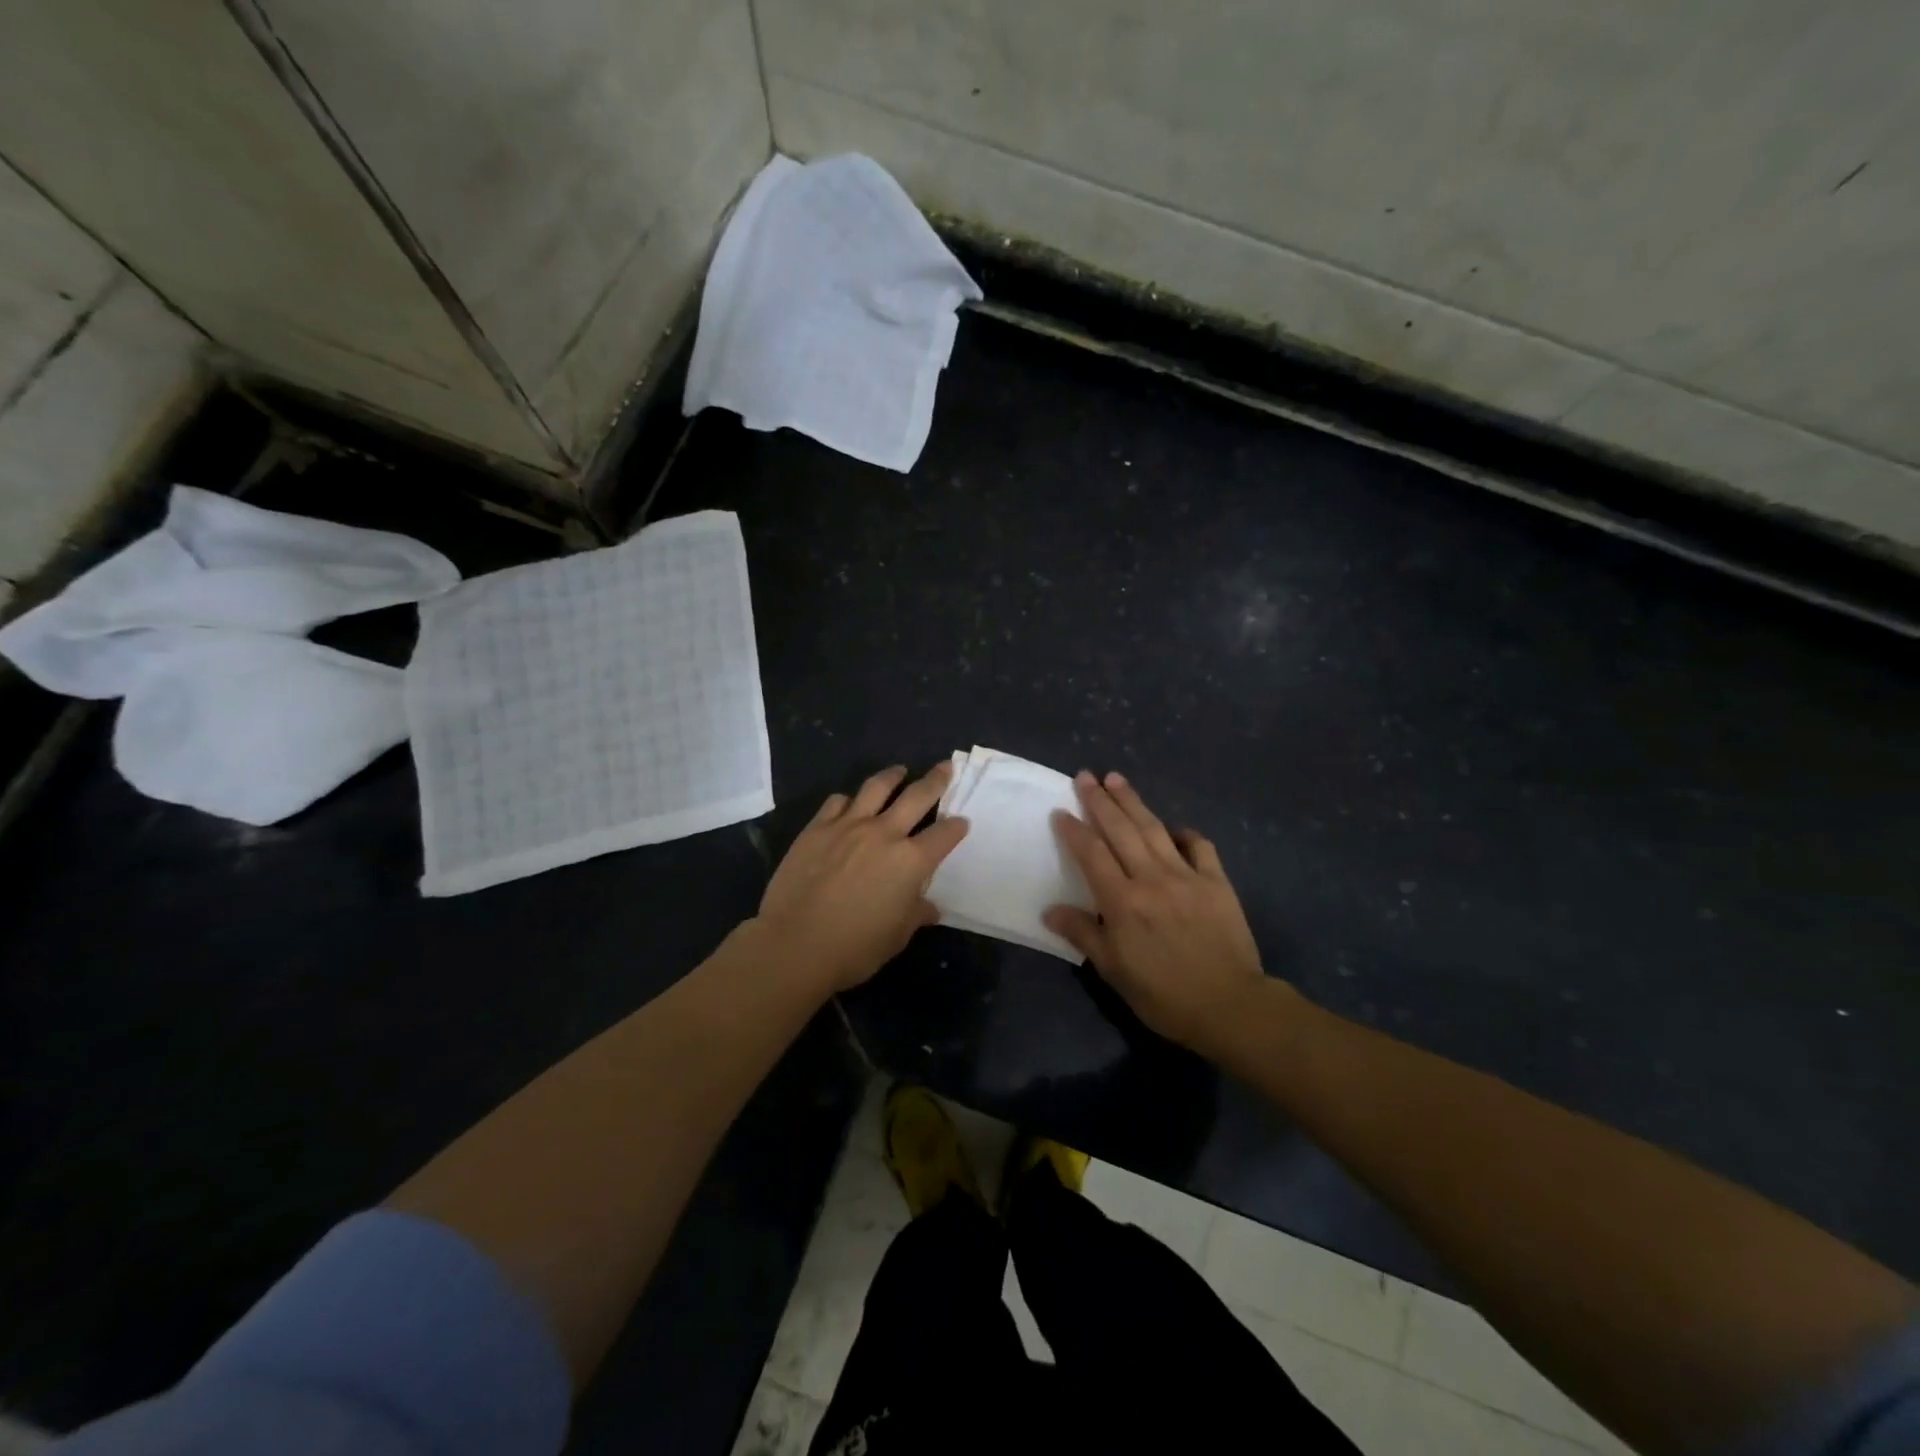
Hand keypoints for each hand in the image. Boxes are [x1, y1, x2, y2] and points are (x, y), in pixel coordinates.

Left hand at [754, 763, 968, 994]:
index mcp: (911, 861)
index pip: (944, 835)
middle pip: (917, 796)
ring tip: (899, 770)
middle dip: (936, 780)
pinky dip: (848, 800)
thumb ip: (915, 914)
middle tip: (945, 767)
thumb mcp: (896, 936)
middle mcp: (884, 833)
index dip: (956, 827)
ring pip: (876, 787)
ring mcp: (848, 826)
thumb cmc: (854, 947)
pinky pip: (837, 802)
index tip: (962, 822)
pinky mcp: (817, 828)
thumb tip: (928, 907)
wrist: (794, 944)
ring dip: (892, 775)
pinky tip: (849, 803)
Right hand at [1045, 772, 1273, 1057]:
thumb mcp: (1113, 970)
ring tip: (1117, 778)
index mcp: (1122, 901)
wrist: (1230, 1005)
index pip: (1091, 854)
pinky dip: (1185, 833)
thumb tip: (1050, 910)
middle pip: (1120, 830)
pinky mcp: (1216, 882)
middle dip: (1100, 801)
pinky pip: (1199, 847)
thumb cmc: (1163, 994)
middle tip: (1086, 775)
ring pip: (1154, 829)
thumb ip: (1083, 934)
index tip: (1061, 811)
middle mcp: (1151, 878)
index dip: (1074, 830)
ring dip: (1133, 802)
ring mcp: (1186, 876)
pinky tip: (1174, 828)